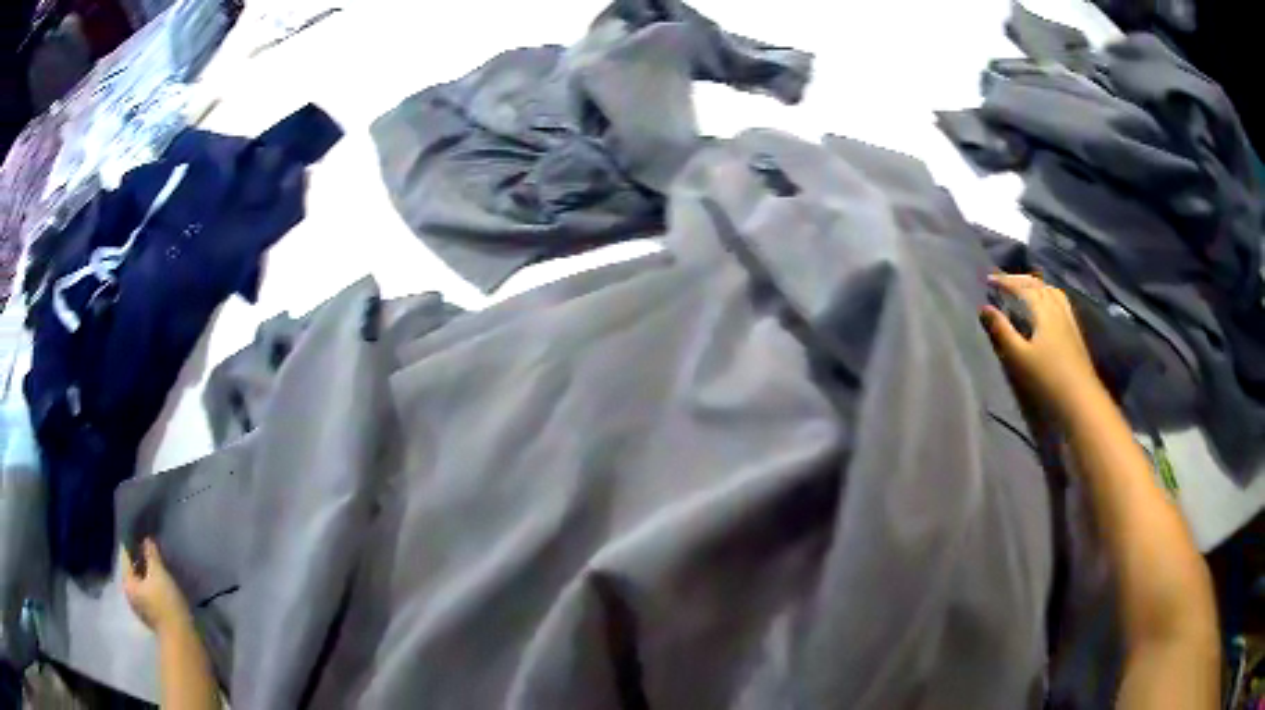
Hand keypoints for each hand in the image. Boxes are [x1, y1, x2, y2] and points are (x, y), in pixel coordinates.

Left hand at [122, 538, 191, 635]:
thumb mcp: (159, 574)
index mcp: (127, 583)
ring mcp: (140, 609)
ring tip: (157, 567)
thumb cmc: (166, 603)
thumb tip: (146, 540)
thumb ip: (151, 555)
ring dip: (147, 575)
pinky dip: (152, 587)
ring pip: (141, 584)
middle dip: (140, 561)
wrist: (181, 638)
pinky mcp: (151, 617)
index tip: (139, 534)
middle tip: (151, 550)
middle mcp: (130, 595)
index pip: (126, 556)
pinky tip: (161, 585)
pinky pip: (147, 595)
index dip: (132, 544)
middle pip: (133, 571)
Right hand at [980, 273, 1104, 421]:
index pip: (1021, 287)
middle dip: (1018, 279)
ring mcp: (1067, 318)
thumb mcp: (1018, 357)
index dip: (1004, 281)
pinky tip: (1047, 304)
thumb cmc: (1046, 378)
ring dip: (1034, 284)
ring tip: (1023, 288)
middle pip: (1036, 284)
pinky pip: (1059, 300)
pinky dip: (1047, 294)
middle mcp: (1056, 307)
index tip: (988, 280)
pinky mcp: (1074, 330)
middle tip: (1002, 281)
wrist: (1080, 398)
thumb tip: (984, 308)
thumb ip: (1001, 331)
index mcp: (1042, 310)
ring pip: (1049, 290)